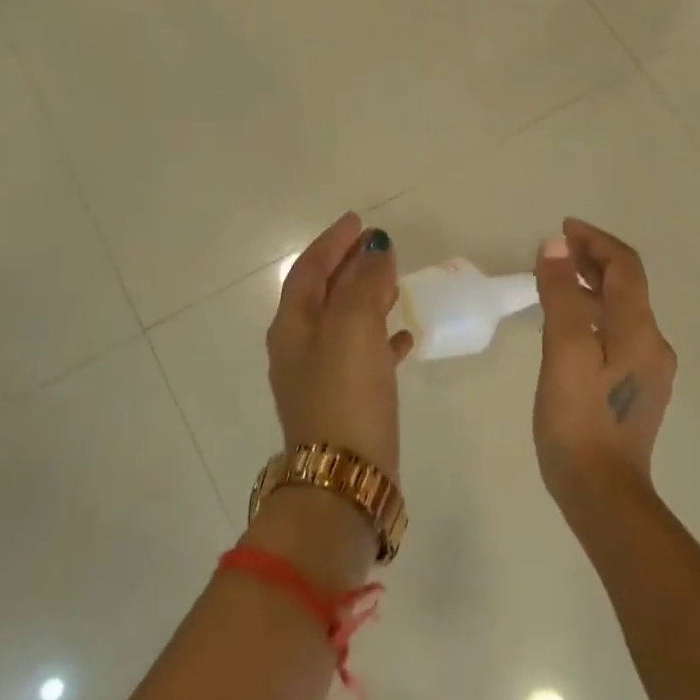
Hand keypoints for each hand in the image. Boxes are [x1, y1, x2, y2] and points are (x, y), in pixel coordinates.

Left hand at [266, 213, 413, 478]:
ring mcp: (322, 376)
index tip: (358, 221)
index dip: (332, 243)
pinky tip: (407, 336)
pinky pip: (365, 355)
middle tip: (378, 246)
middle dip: (350, 266)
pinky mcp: (347, 401)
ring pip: (346, 322)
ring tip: (395, 281)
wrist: (345, 478)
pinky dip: (383, 338)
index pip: (309, 270)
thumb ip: (364, 283)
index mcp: (293, 326)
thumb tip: (375, 249)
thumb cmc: (345, 394)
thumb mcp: (353, 327)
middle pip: (325, 293)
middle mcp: (301, 348)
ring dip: (368, 297)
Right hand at [532, 218, 675, 509]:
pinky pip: (617, 335)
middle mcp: (652, 344)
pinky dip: (594, 315)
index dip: (595, 241)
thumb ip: (563, 296)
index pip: (624, 267)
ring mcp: (648, 370)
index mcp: (639, 331)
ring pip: (622, 311)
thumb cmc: (579, 421)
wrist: (603, 495)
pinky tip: (569, 328)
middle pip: (627, 286)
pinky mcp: (636, 390)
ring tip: (556, 282)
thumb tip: (558, 247)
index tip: (563, 228)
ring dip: (592, 287)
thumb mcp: (564, 353)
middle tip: (556, 250)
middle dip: (594, 260)